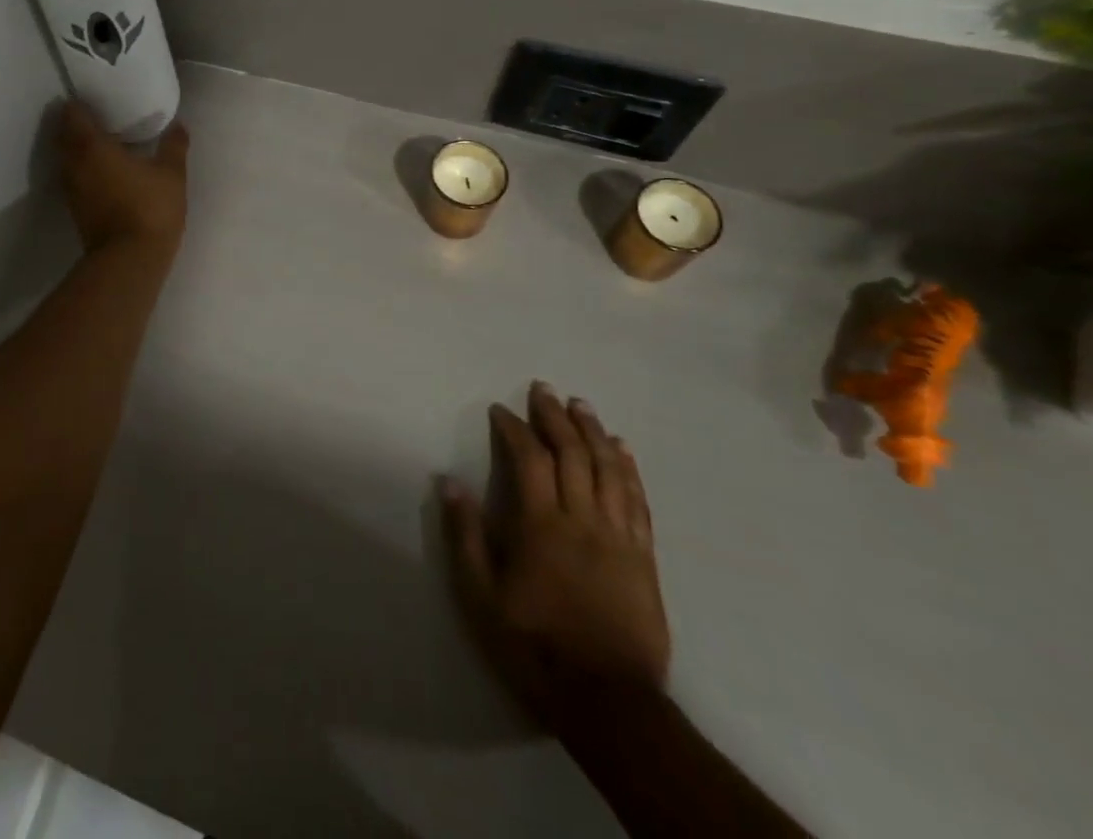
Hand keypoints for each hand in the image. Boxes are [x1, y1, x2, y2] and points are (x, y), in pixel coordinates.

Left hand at [57, 102, 188, 253]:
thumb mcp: (171, 174)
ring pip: (66, 160)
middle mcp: (74, 165)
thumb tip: (179, 125)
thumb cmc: (149, 208)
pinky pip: (74, 179)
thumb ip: (173, 146)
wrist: (130, 260)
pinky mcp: (76, 210)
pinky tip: (103, 172)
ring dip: (77, 150)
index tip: (90, 98)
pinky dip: (83, 170)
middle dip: (75, 125)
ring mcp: (71, 190)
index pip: (73, 116)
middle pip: (64, 137)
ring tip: (100, 143)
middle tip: (96, 117)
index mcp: (92, 147)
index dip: (78, 104)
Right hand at [440, 383, 669, 728]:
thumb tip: (449, 482)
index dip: (514, 428)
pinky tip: (622, 449)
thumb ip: (465, 535)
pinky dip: (629, 468)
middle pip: (572, 454)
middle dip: (555, 416)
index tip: (500, 410)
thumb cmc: (534, 646)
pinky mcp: (643, 557)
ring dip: (593, 431)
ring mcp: (618, 537)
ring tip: (581, 405)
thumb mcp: (481, 596)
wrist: (608, 702)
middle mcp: (582, 520)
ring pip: (608, 469)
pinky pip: (637, 501)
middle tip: (542, 389)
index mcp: (541, 525)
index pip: (529, 458)